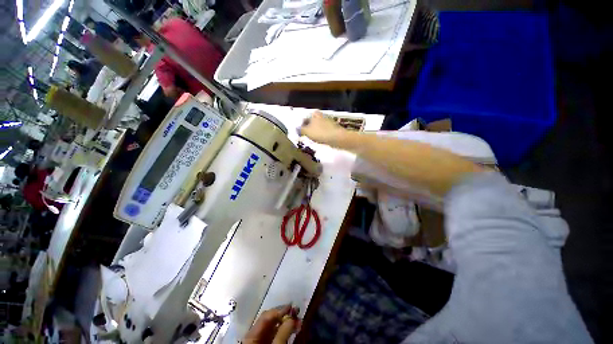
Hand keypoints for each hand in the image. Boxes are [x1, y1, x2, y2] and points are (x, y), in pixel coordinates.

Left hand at [243, 305, 299, 343]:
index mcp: (252, 335)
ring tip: (298, 321)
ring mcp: (260, 341)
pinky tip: (292, 330)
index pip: (266, 316)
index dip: (280, 310)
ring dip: (286, 322)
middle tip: (297, 312)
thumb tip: (292, 317)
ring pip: (273, 327)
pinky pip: (275, 334)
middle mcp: (255, 335)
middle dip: (284, 315)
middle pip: (270, 320)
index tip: (292, 307)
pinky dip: (284, 330)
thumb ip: (283, 333)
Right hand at [298, 111, 347, 145]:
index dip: (301, 126)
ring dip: (315, 133)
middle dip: (309, 129)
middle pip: (311, 123)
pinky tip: (321, 140)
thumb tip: (298, 129)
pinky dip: (321, 136)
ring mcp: (328, 122)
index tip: (300, 133)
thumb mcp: (307, 131)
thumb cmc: (321, 133)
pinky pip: (323, 132)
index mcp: (314, 114)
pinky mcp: (332, 128)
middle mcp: (321, 115)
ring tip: (313, 139)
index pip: (304, 118)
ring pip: (318, 128)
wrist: (337, 138)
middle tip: (306, 136)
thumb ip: (301, 130)